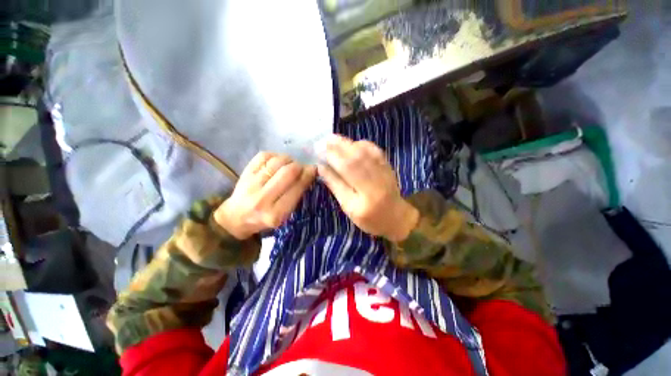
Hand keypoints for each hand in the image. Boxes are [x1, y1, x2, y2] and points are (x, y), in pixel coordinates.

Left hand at [214, 152, 315, 238]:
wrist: (236, 217)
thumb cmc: (265, 218)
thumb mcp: (284, 215)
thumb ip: (296, 196)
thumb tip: (309, 172)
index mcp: (276, 213)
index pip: (297, 188)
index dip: (308, 175)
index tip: (314, 169)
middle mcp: (263, 198)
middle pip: (288, 172)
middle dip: (299, 166)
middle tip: (301, 167)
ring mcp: (251, 184)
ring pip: (277, 161)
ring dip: (288, 159)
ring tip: (290, 164)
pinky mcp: (245, 173)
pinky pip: (264, 156)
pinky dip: (275, 155)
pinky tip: (278, 161)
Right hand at [318, 136, 418, 241]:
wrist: (396, 217)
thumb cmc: (369, 218)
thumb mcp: (348, 207)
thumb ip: (336, 186)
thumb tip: (322, 167)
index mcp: (366, 195)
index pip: (347, 169)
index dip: (332, 157)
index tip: (319, 150)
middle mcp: (377, 179)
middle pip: (356, 157)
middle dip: (338, 146)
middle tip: (324, 140)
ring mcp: (385, 170)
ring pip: (365, 151)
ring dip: (348, 143)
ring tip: (333, 139)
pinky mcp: (388, 166)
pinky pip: (375, 150)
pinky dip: (363, 144)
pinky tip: (353, 143)